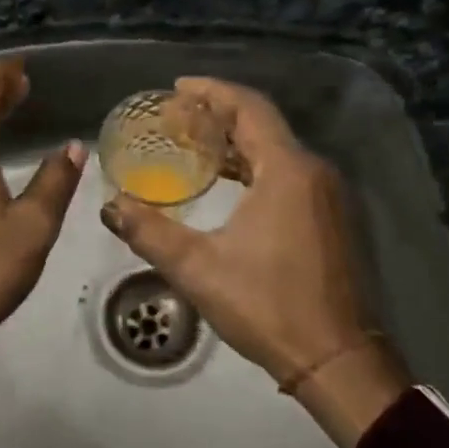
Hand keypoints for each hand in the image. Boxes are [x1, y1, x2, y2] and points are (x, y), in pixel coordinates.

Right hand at [99, 77, 409, 447]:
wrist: (339, 359)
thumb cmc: (269, 307)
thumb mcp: (199, 269)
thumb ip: (150, 232)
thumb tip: (110, 206)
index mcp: (288, 170)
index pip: (249, 108)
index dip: (211, 91)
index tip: (177, 87)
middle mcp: (314, 171)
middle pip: (264, 124)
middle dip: (219, 114)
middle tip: (176, 117)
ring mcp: (329, 195)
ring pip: (278, 149)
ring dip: (238, 141)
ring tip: (194, 143)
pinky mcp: (333, 217)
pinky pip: (290, 171)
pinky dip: (257, 165)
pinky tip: (229, 182)